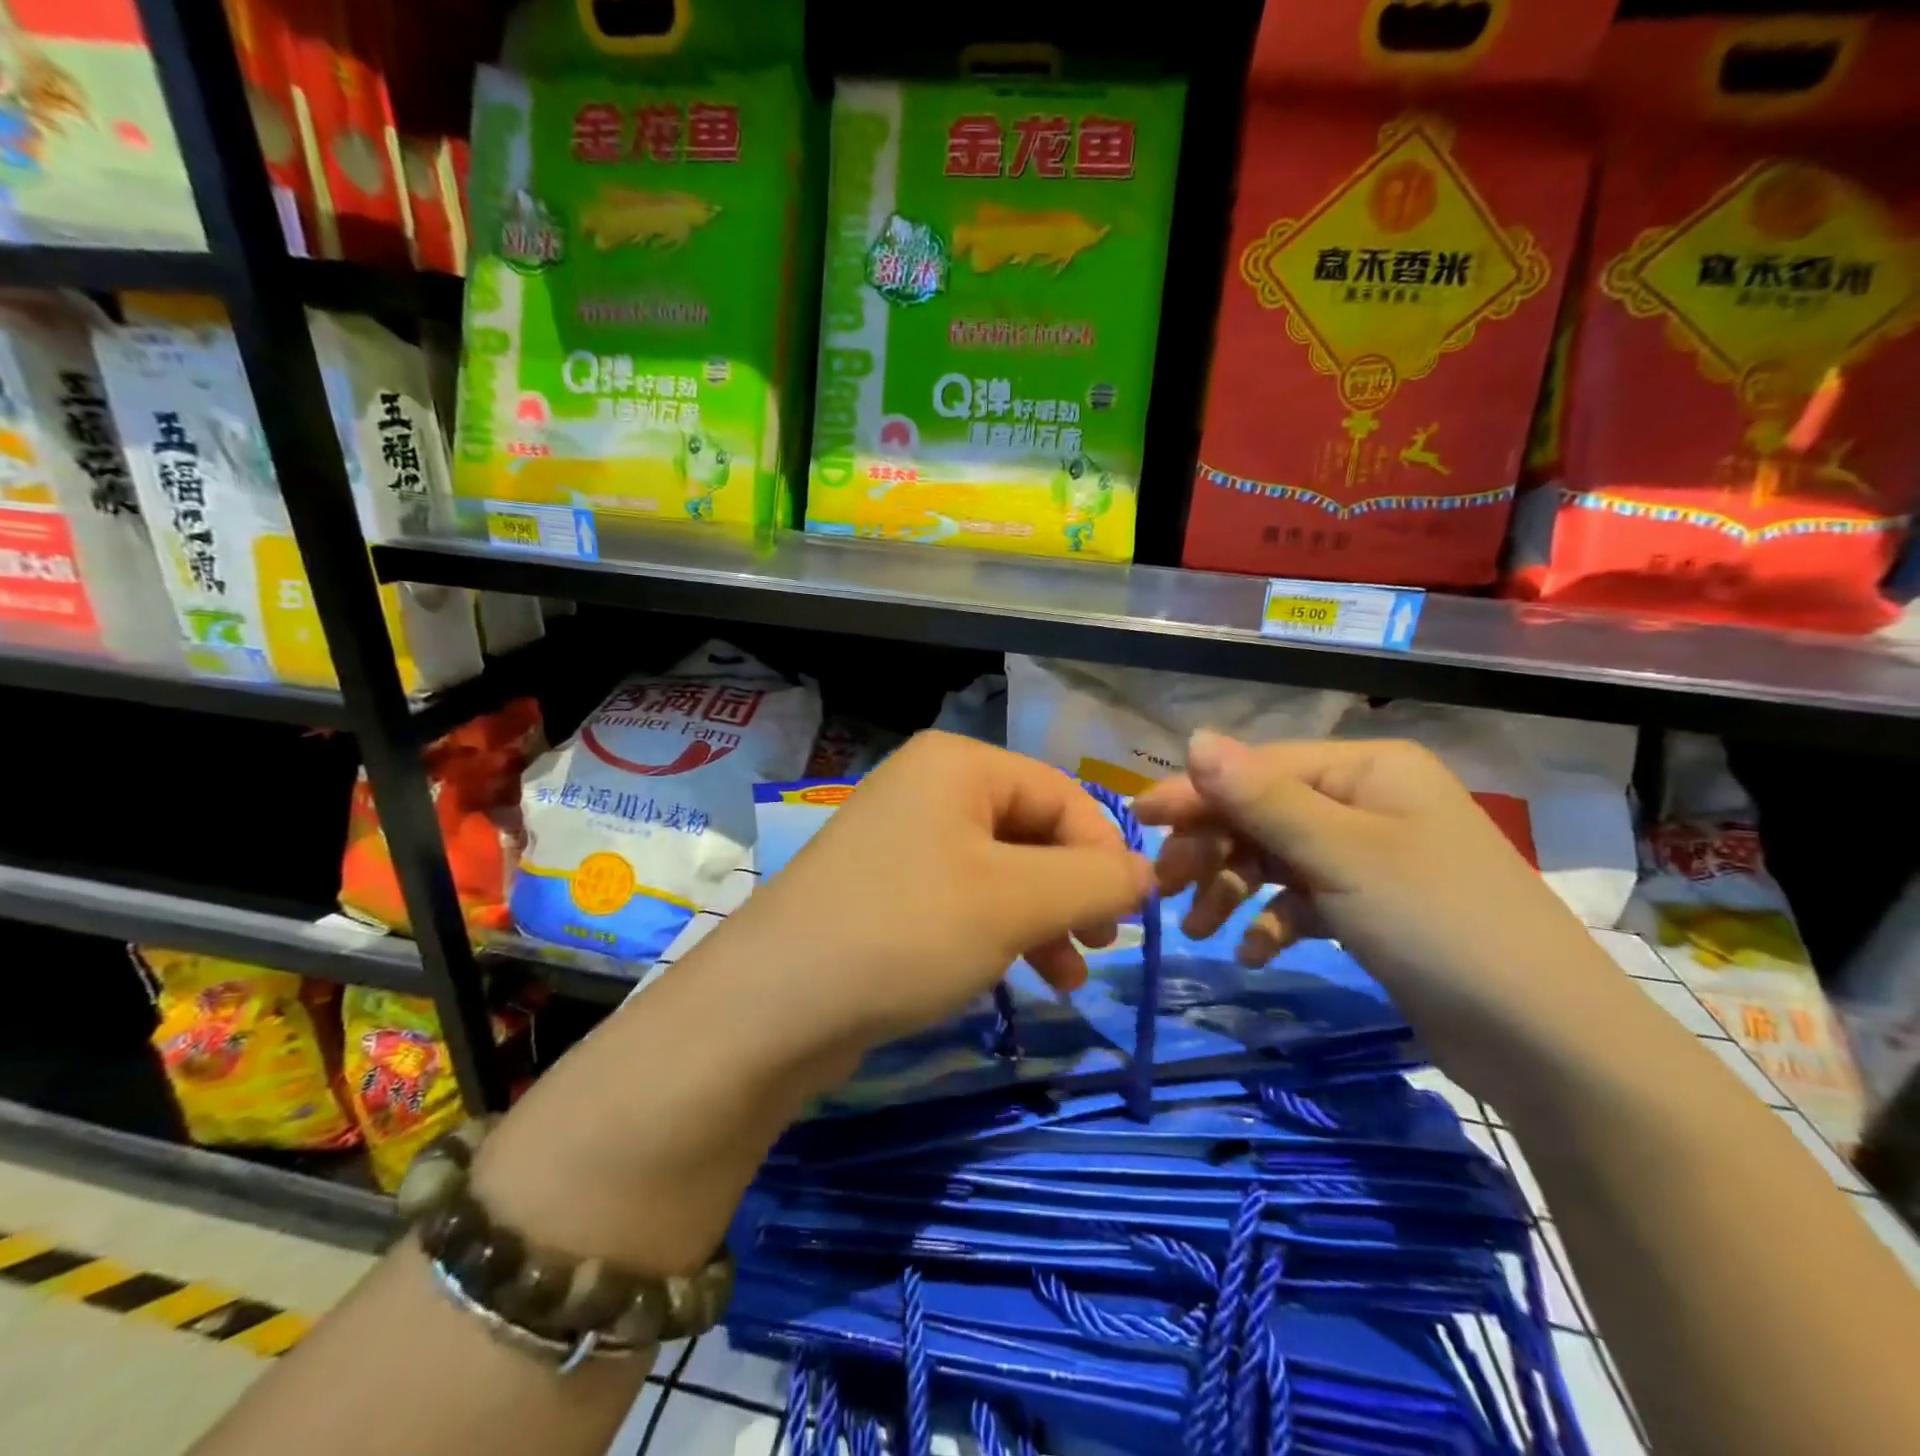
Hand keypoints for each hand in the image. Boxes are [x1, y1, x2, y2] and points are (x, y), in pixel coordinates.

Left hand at [724, 731, 1155, 1048]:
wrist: (773, 1005)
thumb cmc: (907, 931)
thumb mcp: (1016, 901)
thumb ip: (1095, 880)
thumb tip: (1148, 872)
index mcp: (959, 764)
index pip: (1063, 794)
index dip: (1105, 853)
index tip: (1129, 919)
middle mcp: (929, 787)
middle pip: (1032, 831)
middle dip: (1072, 891)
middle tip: (1099, 947)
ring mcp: (902, 838)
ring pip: (1001, 870)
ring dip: (1042, 919)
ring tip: (1065, 977)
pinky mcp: (886, 888)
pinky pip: (963, 898)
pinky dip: (999, 932)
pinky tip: (1016, 975)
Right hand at [1133, 730, 1623, 1094]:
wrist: (1548, 1044)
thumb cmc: (1439, 924)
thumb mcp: (1341, 855)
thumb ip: (1261, 797)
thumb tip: (1195, 738)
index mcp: (1369, 770)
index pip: (1260, 768)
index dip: (1197, 793)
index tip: (1139, 821)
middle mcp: (1368, 801)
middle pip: (1263, 812)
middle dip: (1212, 848)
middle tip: (1164, 888)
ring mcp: (1371, 857)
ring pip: (1276, 858)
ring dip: (1233, 889)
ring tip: (1198, 930)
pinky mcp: (1372, 908)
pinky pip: (1303, 900)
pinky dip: (1273, 922)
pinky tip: (1253, 953)